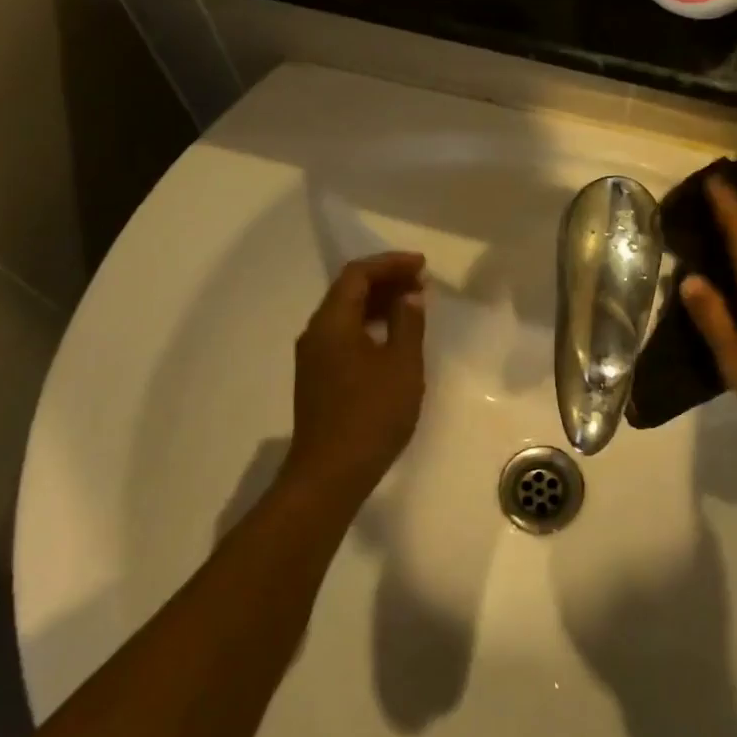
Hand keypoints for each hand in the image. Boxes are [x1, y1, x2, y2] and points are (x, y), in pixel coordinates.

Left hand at [287, 252, 427, 502]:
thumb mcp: (401, 365)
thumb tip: (408, 296)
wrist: (330, 473)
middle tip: (421, 282)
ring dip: (378, 304)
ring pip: (346, 315)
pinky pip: (344, 336)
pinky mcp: (319, 378)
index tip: (421, 265)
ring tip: (413, 305)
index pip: (357, 275)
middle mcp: (316, 333)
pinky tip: (393, 338)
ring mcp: (314, 357)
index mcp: (332, 323)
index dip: (390, 264)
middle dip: (385, 280)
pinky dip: (370, 326)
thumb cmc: (371, 414)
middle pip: (348, 291)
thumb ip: (407, 324)